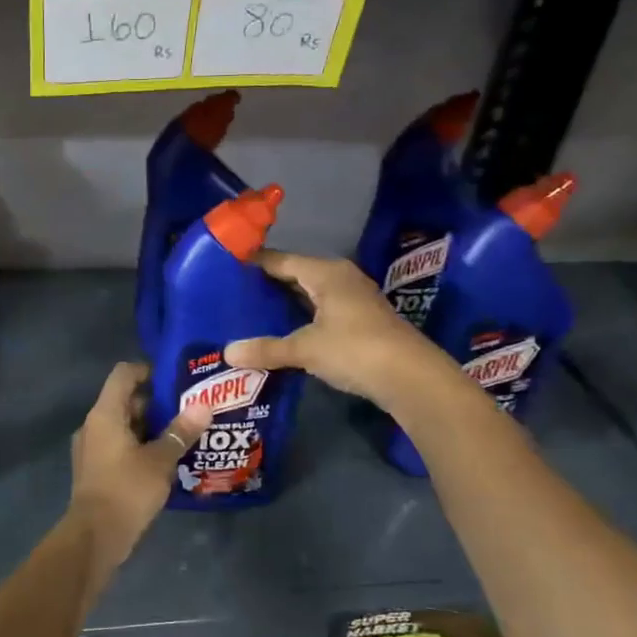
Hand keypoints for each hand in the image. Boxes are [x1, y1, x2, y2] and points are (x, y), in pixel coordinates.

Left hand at [67, 362, 210, 570]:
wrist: (95, 536)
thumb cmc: (127, 490)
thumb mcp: (160, 460)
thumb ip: (180, 432)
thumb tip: (204, 406)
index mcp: (105, 414)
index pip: (124, 374)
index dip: (148, 370)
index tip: (176, 379)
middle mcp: (94, 425)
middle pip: (125, 399)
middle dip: (157, 402)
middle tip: (190, 408)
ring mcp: (92, 448)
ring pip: (124, 425)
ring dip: (151, 426)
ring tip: (184, 432)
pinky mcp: (96, 469)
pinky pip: (120, 446)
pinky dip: (140, 446)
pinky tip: (167, 458)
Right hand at [224, 250, 441, 411]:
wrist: (410, 377)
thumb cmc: (354, 349)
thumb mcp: (305, 349)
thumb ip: (266, 349)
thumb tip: (227, 353)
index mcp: (326, 273)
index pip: (281, 260)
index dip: (254, 263)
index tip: (226, 267)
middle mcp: (341, 278)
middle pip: (296, 274)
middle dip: (267, 284)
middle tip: (232, 293)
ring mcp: (353, 300)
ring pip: (310, 294)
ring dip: (285, 303)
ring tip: (250, 313)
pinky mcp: (360, 321)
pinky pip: (321, 311)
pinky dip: (301, 318)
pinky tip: (283, 332)